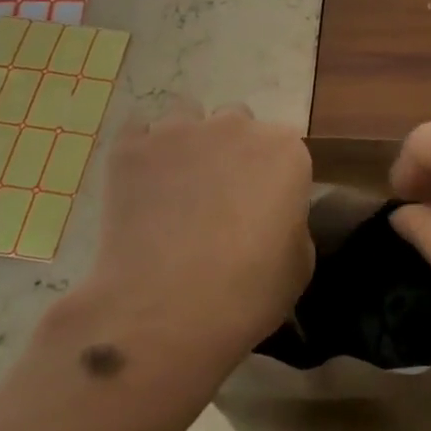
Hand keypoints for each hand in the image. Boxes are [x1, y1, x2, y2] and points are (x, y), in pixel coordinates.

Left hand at [72, 100, 313, 374]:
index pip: (285, 146)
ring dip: (186, 143)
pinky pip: (138, 133)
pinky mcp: (131, 148)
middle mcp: (236, 127)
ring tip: (174, 187)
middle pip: (237, 123)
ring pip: (186, 118)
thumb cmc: (248, 293)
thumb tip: (273, 215)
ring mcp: (180, 132)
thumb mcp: (299, 263)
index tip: (263, 205)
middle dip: (231, 150)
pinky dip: (142, 153)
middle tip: (219, 197)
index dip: (273, 175)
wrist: (165, 312)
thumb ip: (291, 220)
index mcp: (285, 151)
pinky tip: (140, 186)